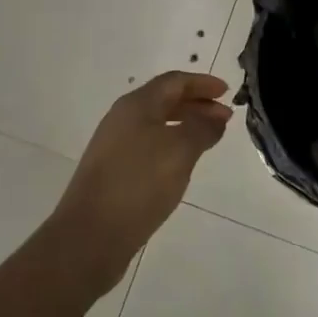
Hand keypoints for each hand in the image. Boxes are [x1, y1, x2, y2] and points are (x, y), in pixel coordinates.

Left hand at [52, 72, 232, 286]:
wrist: (90, 235)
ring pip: (156, 124)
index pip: (174, 81)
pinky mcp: (113, 171)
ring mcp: (114, 145)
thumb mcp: (179, 151)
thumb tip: (216, 115)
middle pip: (164, 100)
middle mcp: (122, 118)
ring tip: (209, 139)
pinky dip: (171, 145)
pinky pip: (149, 145)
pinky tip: (182, 164)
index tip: (227, 92)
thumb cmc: (138, 183)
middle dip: (196, 104)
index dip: (202, 83)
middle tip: (225, 118)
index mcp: (136, 105)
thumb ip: (202, 128)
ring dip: (185, 125)